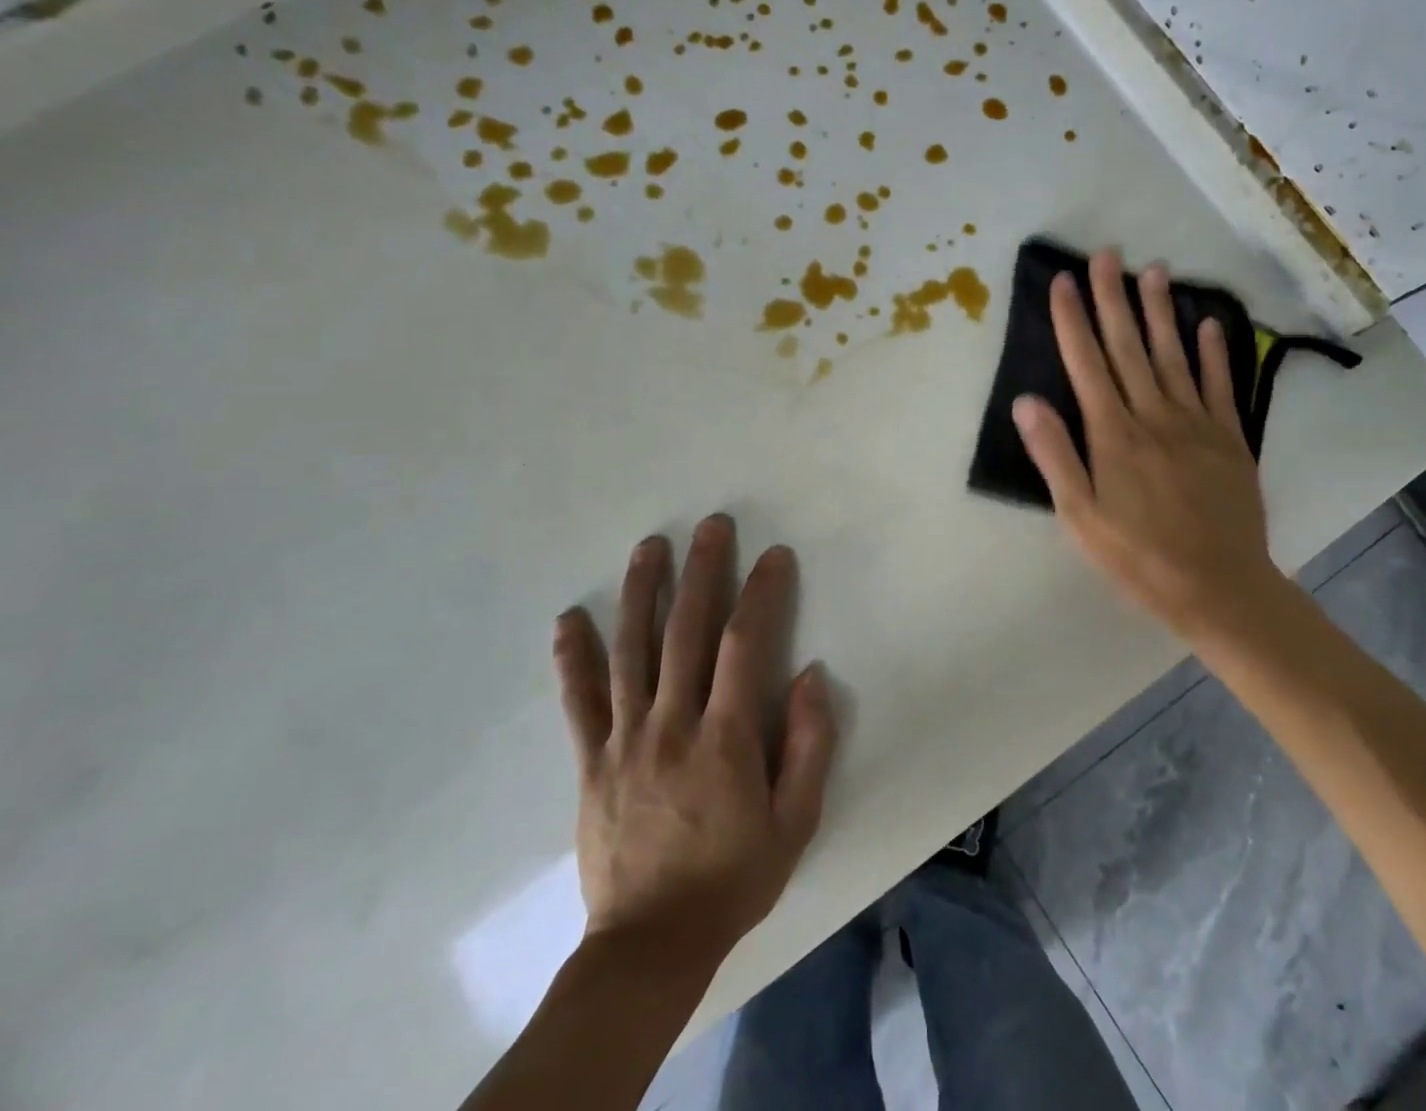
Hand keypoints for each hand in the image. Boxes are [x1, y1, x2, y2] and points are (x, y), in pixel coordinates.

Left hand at [552, 516, 836, 969]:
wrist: (650, 946)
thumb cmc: (733, 878)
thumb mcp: (796, 821)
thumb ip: (810, 745)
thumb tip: (810, 675)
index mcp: (726, 738)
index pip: (745, 644)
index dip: (761, 592)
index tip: (773, 555)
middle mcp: (672, 724)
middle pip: (686, 631)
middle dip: (702, 570)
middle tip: (711, 525)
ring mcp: (625, 740)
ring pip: (631, 651)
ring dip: (642, 592)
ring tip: (650, 546)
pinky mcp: (591, 762)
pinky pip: (578, 701)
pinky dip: (573, 656)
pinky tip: (570, 618)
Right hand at [1012, 249, 1280, 637]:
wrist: (1218, 586)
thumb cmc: (1138, 556)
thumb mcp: (1080, 516)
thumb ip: (1054, 455)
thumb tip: (1026, 400)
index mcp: (1113, 435)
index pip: (1087, 364)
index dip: (1072, 320)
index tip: (1063, 281)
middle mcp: (1154, 416)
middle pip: (1129, 347)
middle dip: (1113, 298)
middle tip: (1106, 254)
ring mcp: (1196, 424)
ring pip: (1174, 355)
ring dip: (1161, 311)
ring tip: (1153, 270)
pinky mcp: (1230, 438)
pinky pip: (1219, 385)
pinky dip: (1214, 352)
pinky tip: (1209, 322)